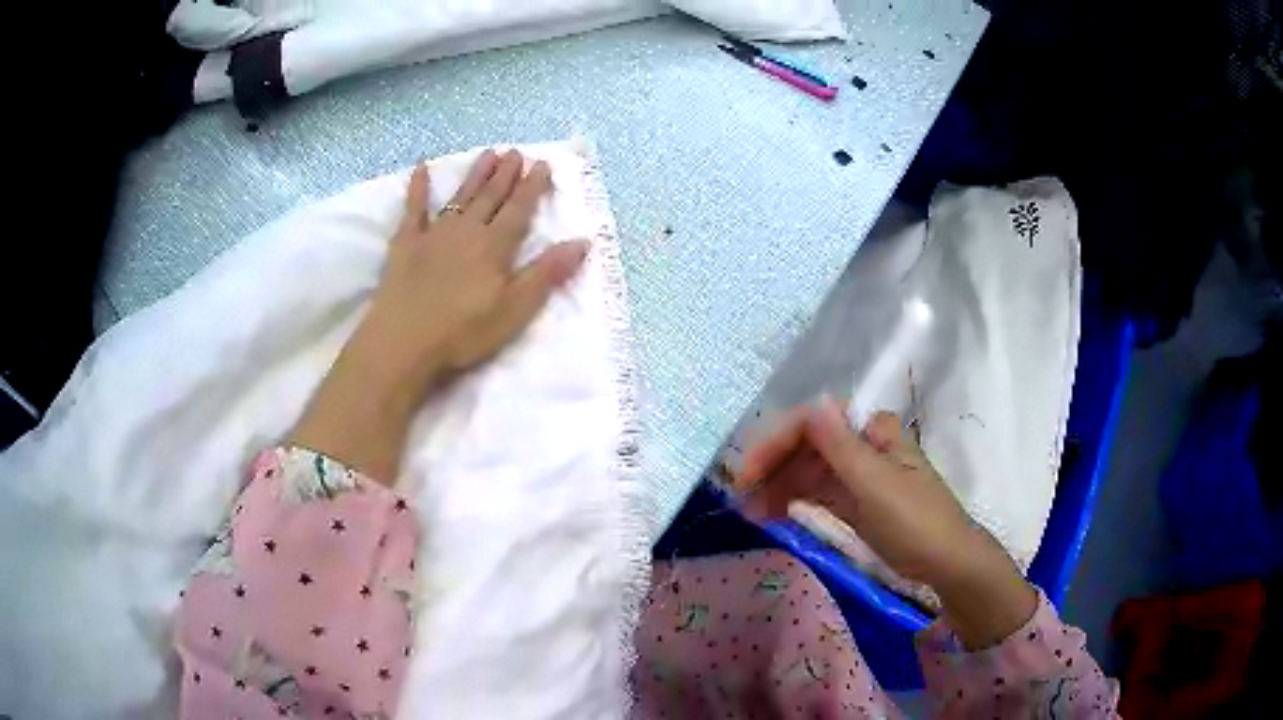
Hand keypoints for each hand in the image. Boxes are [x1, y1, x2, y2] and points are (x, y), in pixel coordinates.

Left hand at [288, 149, 587, 481]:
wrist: (404, 342)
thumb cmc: (463, 332)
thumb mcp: (515, 309)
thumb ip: (547, 273)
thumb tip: (582, 241)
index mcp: (495, 247)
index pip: (519, 210)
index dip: (532, 187)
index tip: (542, 164)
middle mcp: (467, 230)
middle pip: (490, 197)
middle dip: (506, 174)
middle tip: (516, 152)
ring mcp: (434, 234)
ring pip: (460, 196)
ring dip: (476, 175)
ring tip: (488, 153)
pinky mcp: (406, 243)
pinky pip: (413, 209)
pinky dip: (418, 188)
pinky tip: (421, 168)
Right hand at [733, 399, 1036, 647]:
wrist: (945, 562)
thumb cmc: (915, 520)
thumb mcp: (876, 484)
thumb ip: (842, 447)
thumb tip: (815, 401)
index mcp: (872, 431)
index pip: (814, 423)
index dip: (777, 442)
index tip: (749, 473)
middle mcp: (863, 445)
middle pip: (807, 445)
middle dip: (773, 466)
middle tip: (740, 494)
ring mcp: (859, 474)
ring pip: (809, 470)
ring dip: (778, 486)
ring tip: (748, 511)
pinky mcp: (855, 500)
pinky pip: (817, 493)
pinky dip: (794, 501)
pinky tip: (770, 514)